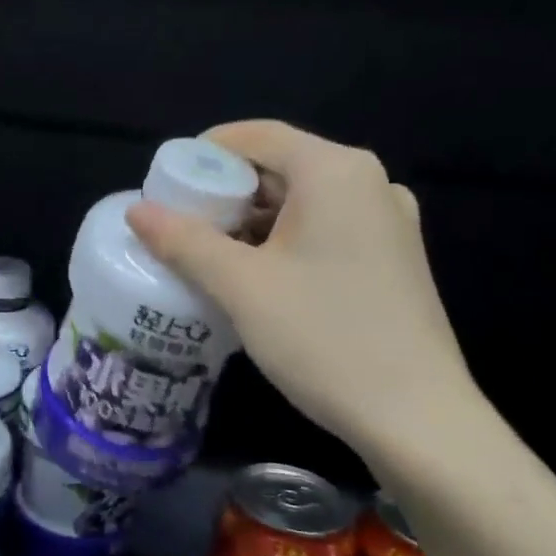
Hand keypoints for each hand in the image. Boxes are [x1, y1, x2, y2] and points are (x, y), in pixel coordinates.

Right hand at [127, 120, 475, 458]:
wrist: (418, 419)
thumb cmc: (324, 338)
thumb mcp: (241, 287)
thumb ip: (184, 241)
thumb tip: (136, 210)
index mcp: (336, 172)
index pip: (257, 135)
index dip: (205, 153)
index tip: (165, 185)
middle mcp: (369, 183)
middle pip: (281, 166)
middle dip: (226, 192)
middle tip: (180, 225)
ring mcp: (389, 222)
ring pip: (303, 201)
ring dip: (253, 220)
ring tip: (209, 255)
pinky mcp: (394, 258)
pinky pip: (326, 228)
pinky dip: (284, 240)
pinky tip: (257, 277)